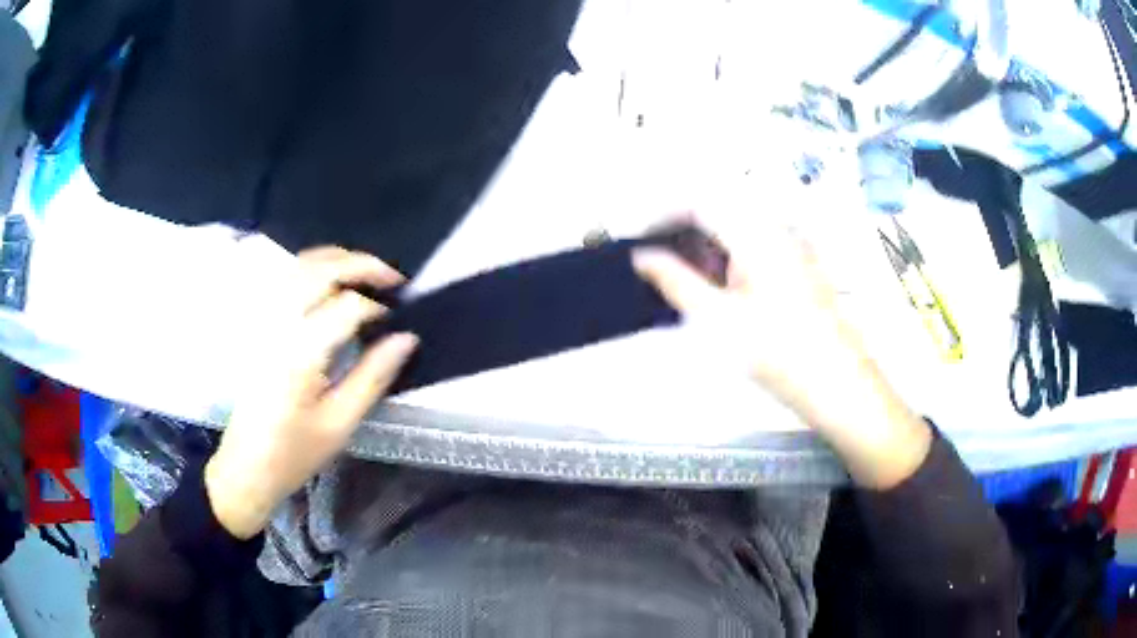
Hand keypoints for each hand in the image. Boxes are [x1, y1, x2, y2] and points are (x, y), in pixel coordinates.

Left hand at [205, 247, 418, 538]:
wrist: (246, 466)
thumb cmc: (294, 453)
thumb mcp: (340, 424)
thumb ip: (373, 376)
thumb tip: (406, 338)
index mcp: (300, 353)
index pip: (347, 307)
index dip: (377, 309)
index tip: (396, 324)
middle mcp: (278, 325)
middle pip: (321, 270)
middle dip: (362, 265)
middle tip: (393, 279)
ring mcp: (264, 321)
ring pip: (301, 266)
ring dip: (338, 260)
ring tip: (368, 274)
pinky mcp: (258, 325)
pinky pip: (287, 278)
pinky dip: (315, 268)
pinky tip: (331, 281)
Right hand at [633, 220, 930, 488]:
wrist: (836, 383)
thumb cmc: (779, 352)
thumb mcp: (718, 318)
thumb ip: (675, 281)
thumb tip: (644, 257)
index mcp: (756, 234)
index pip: (699, 202)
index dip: (663, 213)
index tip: (640, 235)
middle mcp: (777, 231)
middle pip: (720, 214)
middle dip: (684, 234)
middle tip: (660, 264)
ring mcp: (793, 249)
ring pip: (738, 233)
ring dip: (707, 249)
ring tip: (688, 284)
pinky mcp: (801, 268)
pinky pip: (757, 249)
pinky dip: (731, 261)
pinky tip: (723, 293)